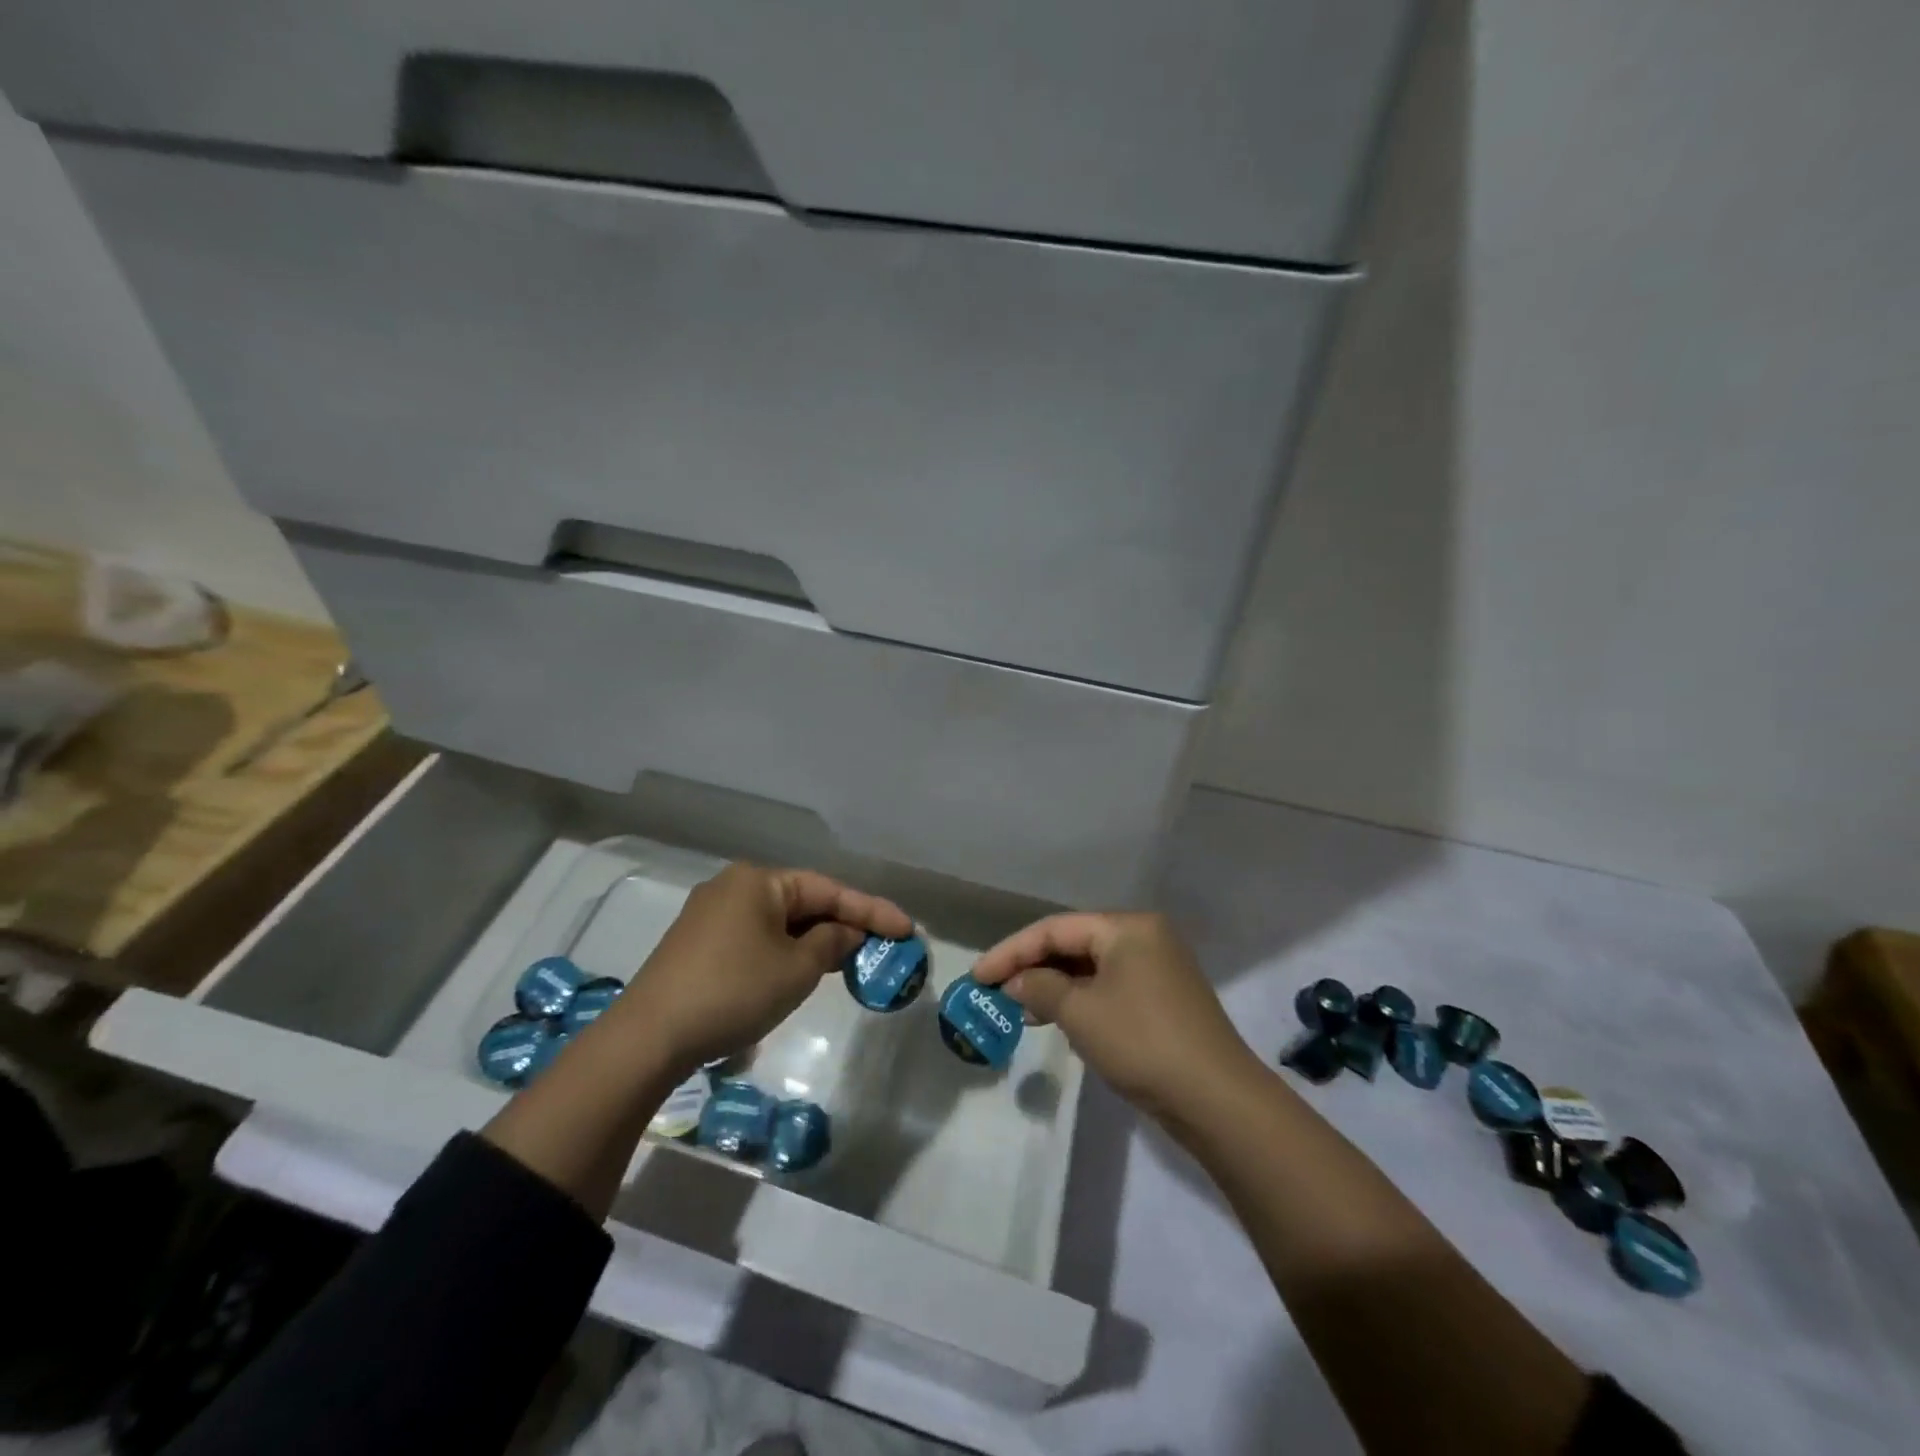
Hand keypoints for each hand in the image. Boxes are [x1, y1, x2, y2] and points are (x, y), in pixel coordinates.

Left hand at [613, 863, 912, 1075]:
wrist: (649, 1037)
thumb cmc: (733, 991)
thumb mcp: (796, 969)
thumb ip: (831, 942)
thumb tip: (845, 932)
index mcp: (758, 881)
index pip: (828, 889)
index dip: (872, 910)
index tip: (907, 929)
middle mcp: (734, 887)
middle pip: (803, 902)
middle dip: (842, 924)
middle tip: (880, 947)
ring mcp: (711, 915)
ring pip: (779, 922)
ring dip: (814, 940)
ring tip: (848, 961)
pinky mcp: (698, 944)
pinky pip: (756, 937)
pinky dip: (785, 951)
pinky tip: (801, 971)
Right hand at [972, 912, 1259, 1125]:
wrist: (1216, 1099)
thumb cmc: (1141, 1042)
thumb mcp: (1081, 1013)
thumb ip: (1041, 988)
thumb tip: (1016, 982)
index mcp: (1127, 927)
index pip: (1055, 929)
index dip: (1011, 951)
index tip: (977, 976)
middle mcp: (1144, 937)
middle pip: (1074, 944)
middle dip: (1032, 967)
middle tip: (995, 991)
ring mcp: (1157, 969)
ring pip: (1091, 968)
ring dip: (1054, 987)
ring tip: (1021, 1011)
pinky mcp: (1162, 1000)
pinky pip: (1109, 988)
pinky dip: (1081, 1001)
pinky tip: (1059, 1021)